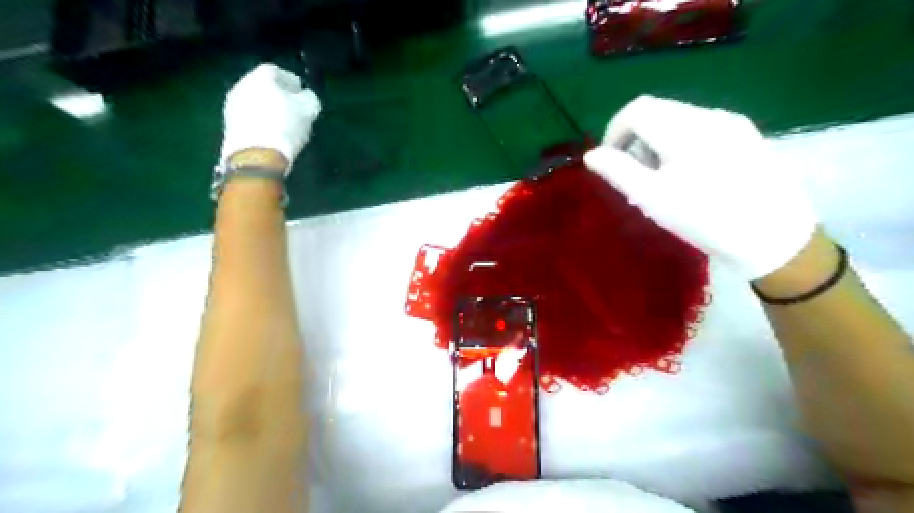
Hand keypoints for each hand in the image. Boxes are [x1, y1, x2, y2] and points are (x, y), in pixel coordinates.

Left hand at [220, 63, 320, 173]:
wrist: (256, 155)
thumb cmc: (286, 126)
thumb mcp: (308, 111)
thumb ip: (309, 99)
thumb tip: (305, 97)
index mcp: (261, 76)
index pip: (277, 71)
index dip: (291, 82)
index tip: (302, 94)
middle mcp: (242, 84)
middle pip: (262, 86)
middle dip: (277, 95)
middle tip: (292, 108)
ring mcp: (232, 105)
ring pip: (254, 101)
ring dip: (267, 109)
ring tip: (282, 123)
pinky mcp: (229, 124)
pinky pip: (248, 117)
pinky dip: (259, 121)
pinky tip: (270, 134)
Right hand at [585, 97, 822, 279]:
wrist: (775, 238)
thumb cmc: (706, 219)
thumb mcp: (653, 198)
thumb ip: (618, 172)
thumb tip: (592, 156)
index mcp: (686, 128)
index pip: (637, 110)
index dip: (614, 131)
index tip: (610, 161)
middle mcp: (710, 116)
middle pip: (658, 111)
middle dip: (636, 138)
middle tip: (635, 175)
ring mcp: (733, 124)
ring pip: (679, 119)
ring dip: (657, 141)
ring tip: (661, 179)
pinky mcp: (747, 136)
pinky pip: (700, 129)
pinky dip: (680, 144)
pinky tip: (688, 175)